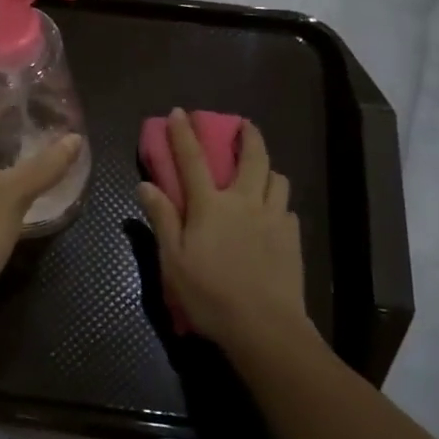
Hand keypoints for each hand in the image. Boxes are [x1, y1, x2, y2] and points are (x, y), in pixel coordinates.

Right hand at [135, 110, 309, 354]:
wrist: (265, 327)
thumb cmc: (210, 295)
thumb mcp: (174, 260)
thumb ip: (162, 219)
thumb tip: (146, 184)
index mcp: (211, 205)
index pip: (193, 159)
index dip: (183, 133)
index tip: (179, 111)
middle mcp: (245, 201)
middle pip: (251, 157)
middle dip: (247, 134)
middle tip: (244, 124)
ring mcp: (273, 217)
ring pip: (277, 177)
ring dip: (268, 167)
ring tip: (261, 171)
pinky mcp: (292, 236)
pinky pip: (287, 207)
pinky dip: (278, 202)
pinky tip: (274, 213)